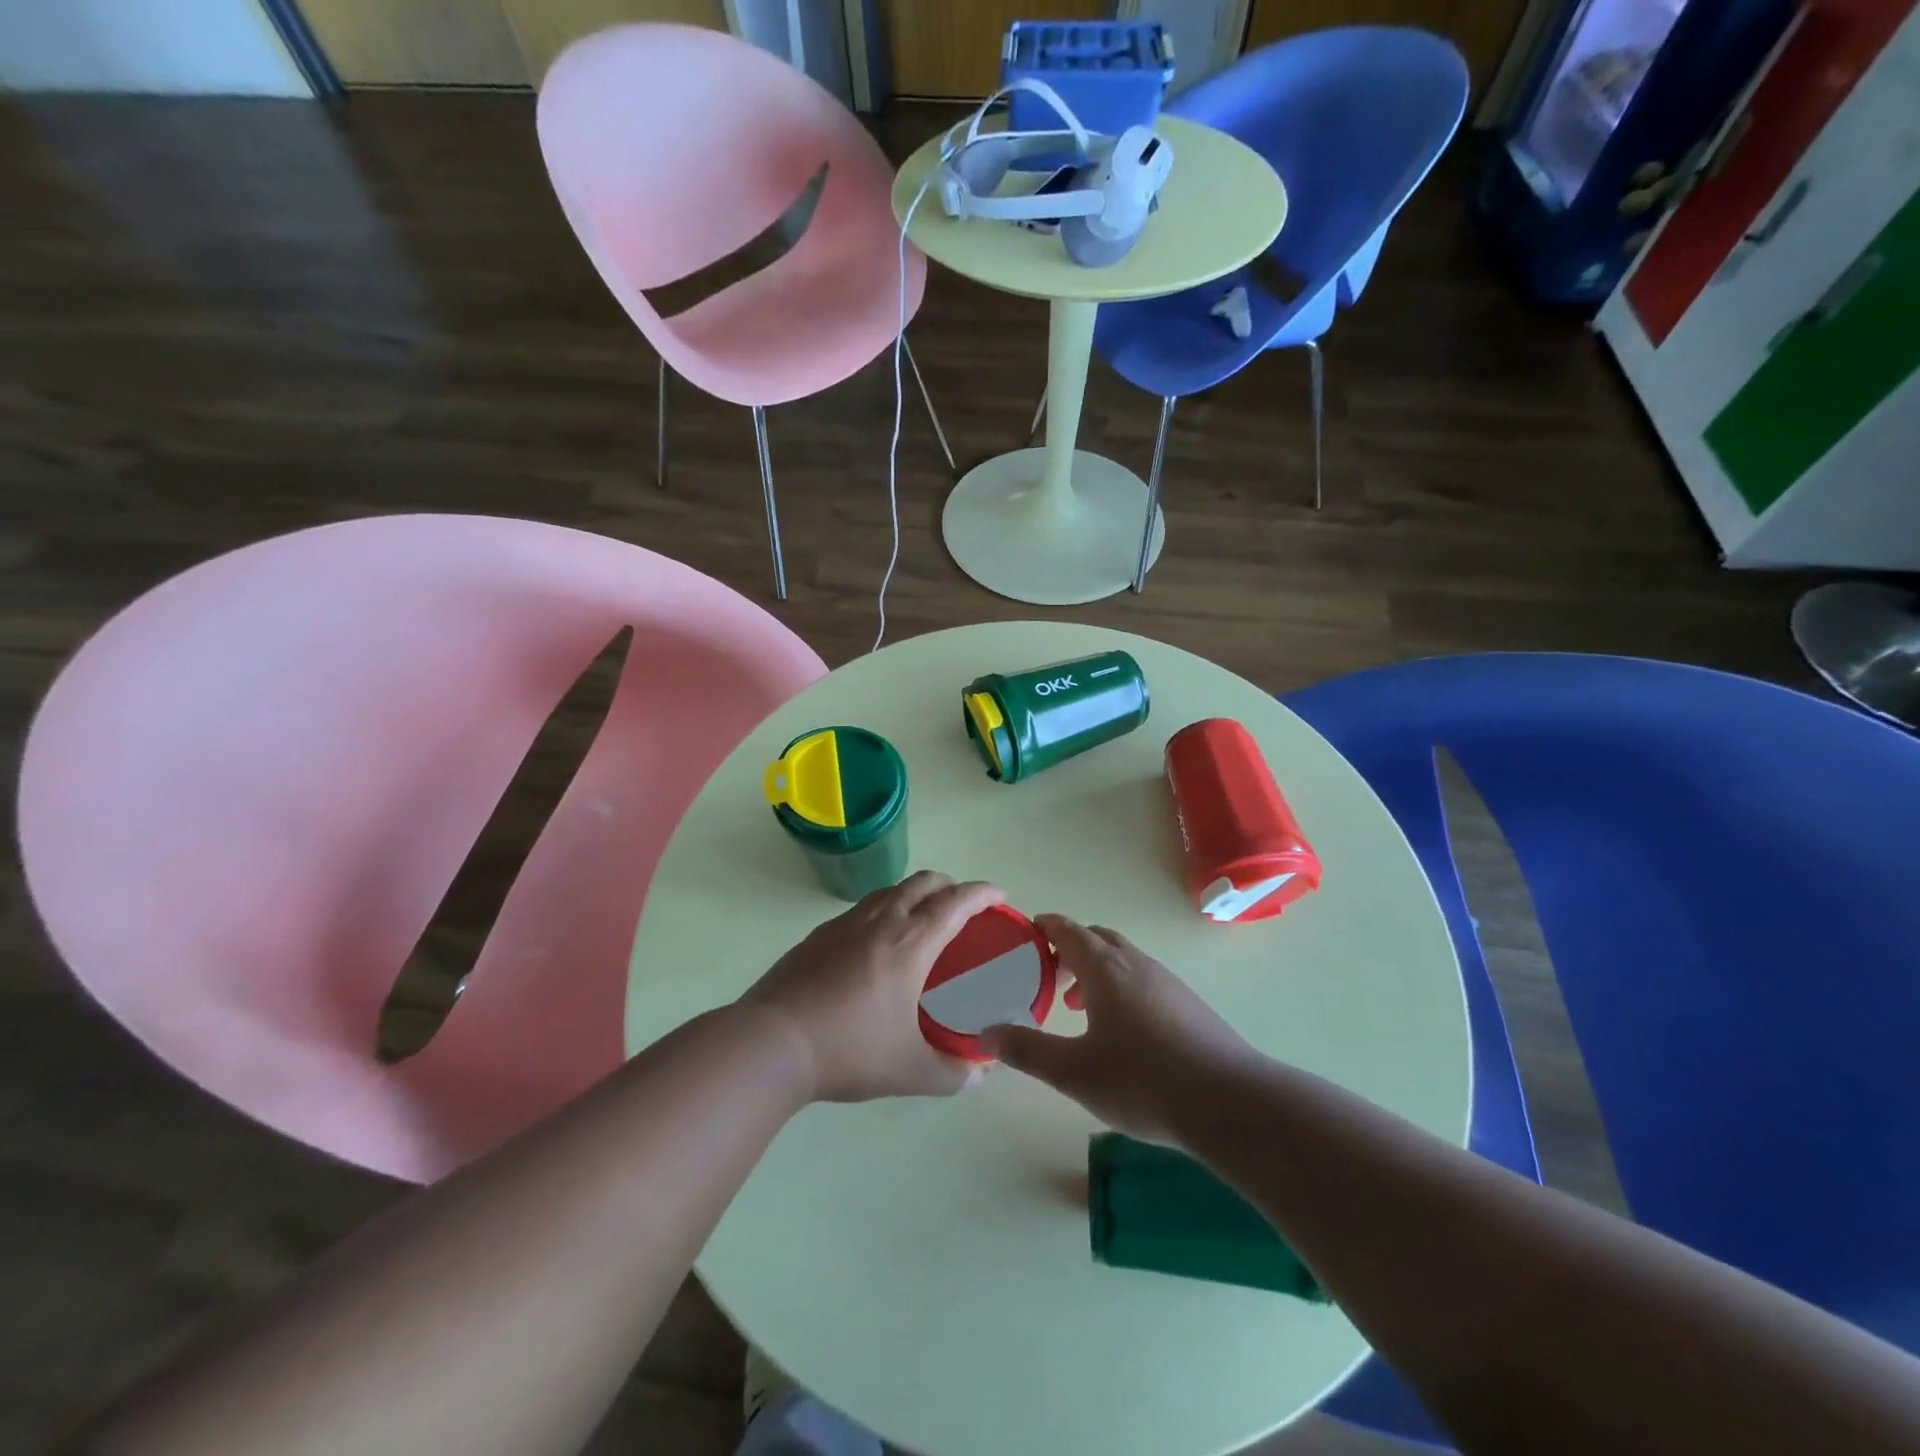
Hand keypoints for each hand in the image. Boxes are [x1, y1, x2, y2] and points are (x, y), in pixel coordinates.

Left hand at [742, 871, 1004, 1102]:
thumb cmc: (849, 1050)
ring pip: (890, 890)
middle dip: (950, 885)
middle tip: (963, 906)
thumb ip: (952, 1073)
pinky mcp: (818, 934)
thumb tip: (979, 1075)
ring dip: (915, 893)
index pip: (956, 902)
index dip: (982, 892)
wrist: (772, 1042)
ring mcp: (845, 923)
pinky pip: (863, 908)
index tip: (999, 895)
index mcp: (910, 942)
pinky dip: (884, 910)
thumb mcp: (910, 1071)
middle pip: (923, 882)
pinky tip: (876, 943)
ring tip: (922, 920)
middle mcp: (881, 920)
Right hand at [981, 915, 1256, 1143]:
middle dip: (1071, 950)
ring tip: (1081, 1008)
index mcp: (1106, 970)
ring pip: (1125, 961)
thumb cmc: (1143, 1081)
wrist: (1229, 1102)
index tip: (1030, 930)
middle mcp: (1137, 965)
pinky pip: (1145, 980)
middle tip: (1050, 976)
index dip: (1048, 927)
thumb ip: (1028, 1050)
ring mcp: (1168, 983)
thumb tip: (988, 1033)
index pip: (1071, 931)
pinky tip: (1124, 1031)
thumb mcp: (1074, 1072)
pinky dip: (1123, 988)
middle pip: (1099, 939)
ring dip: (1098, 972)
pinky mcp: (1190, 1005)